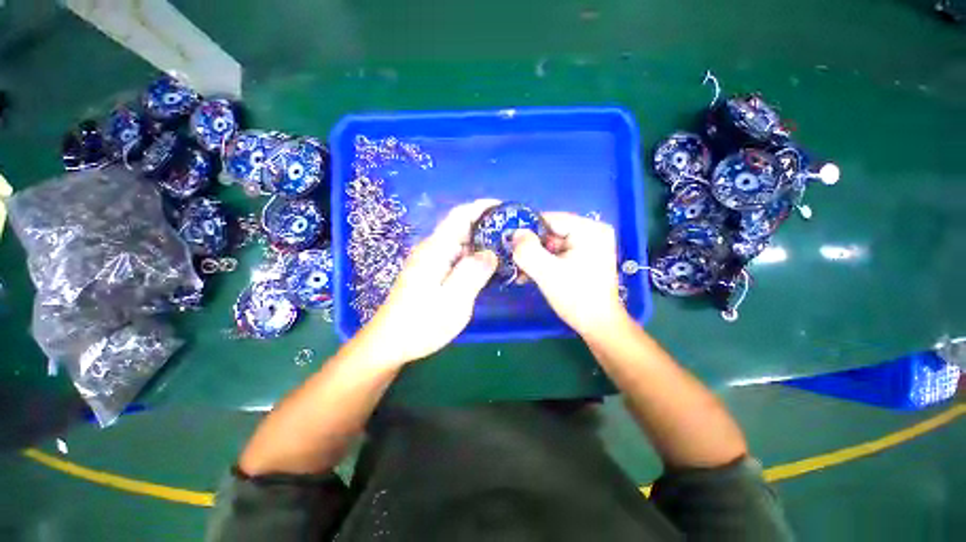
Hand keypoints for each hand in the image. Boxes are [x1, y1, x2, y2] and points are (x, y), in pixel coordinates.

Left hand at [349, 200, 498, 366]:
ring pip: (460, 243)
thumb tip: (490, 253)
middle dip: (487, 226)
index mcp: (436, 249)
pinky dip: (474, 257)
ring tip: (506, 250)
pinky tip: (487, 268)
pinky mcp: (431, 273)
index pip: (459, 216)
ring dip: (482, 243)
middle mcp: (432, 250)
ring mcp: (430, 261)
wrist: (390, 342)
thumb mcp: (453, 300)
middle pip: (461, 227)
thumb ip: (473, 273)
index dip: (481, 207)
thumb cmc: (421, 323)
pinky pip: (456, 257)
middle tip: (513, 236)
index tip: (505, 208)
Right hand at [512, 213, 626, 337]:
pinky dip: (545, 262)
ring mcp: (590, 245)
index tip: (511, 246)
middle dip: (532, 248)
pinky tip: (533, 274)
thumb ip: (528, 250)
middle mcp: (592, 232)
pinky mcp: (585, 257)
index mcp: (589, 230)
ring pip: (552, 244)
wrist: (598, 325)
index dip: (528, 231)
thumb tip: (516, 234)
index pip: (550, 219)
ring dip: (536, 258)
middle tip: (517, 263)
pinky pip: (559, 253)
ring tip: (523, 272)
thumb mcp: (547, 272)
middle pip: (551, 232)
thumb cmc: (576, 297)